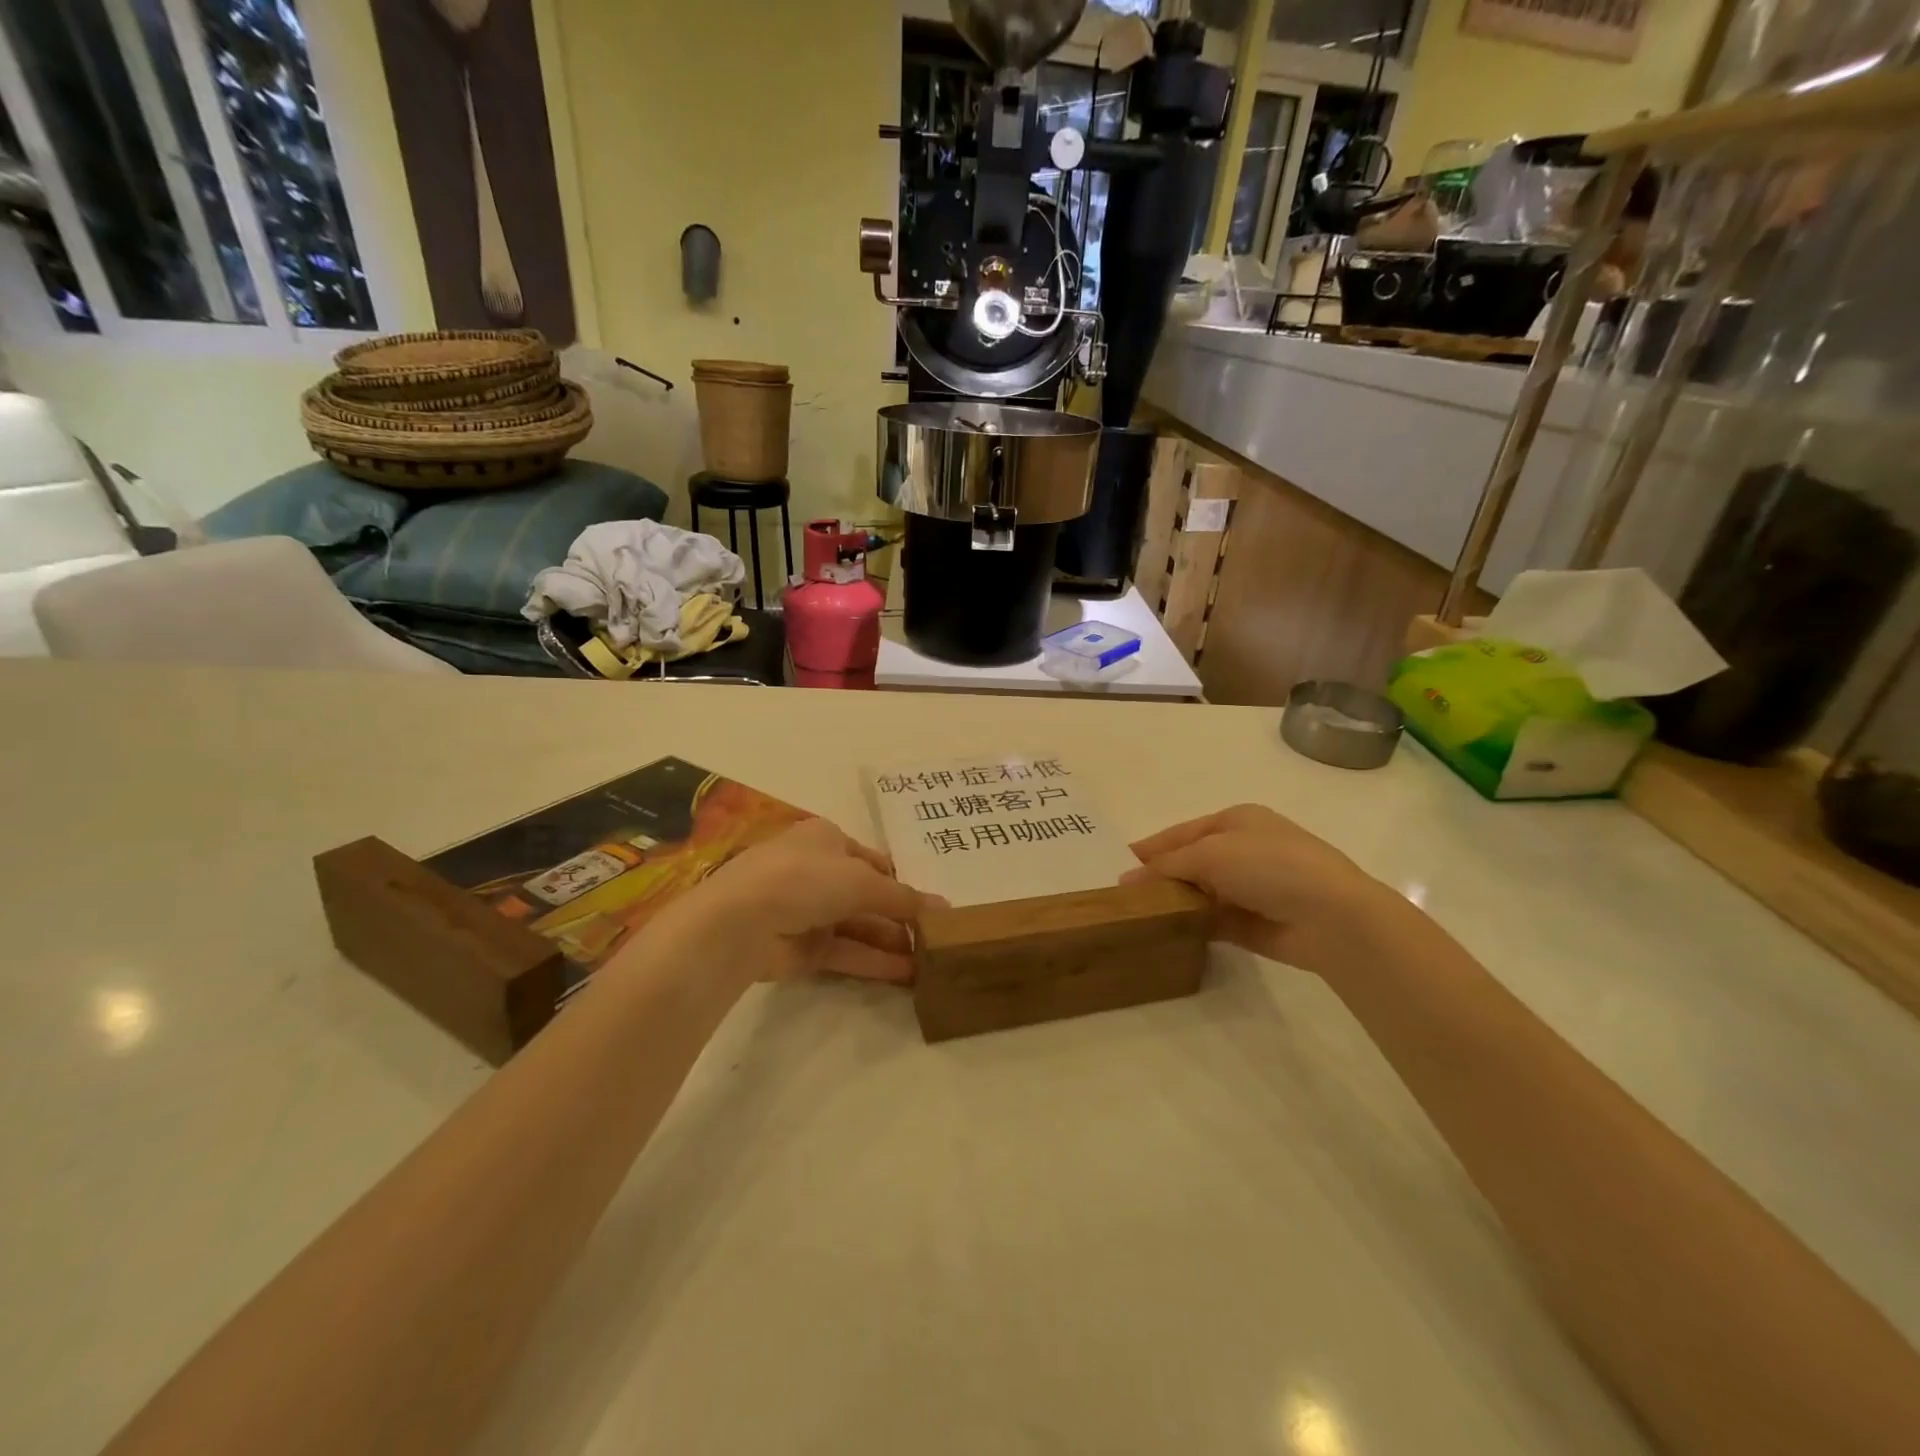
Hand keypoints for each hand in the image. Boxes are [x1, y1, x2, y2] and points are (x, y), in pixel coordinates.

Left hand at [645, 818, 946, 986]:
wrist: (740, 921)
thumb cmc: (805, 879)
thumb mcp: (862, 881)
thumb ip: (904, 898)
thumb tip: (945, 910)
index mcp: (827, 839)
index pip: (873, 861)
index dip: (902, 882)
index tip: (931, 907)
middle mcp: (816, 871)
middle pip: (867, 896)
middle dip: (900, 917)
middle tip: (936, 940)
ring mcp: (806, 911)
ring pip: (857, 926)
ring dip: (891, 942)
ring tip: (929, 962)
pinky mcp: (800, 948)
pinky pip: (845, 951)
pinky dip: (873, 961)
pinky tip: (906, 974)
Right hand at [1124, 804, 1407, 976]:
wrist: (1332, 916)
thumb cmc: (1269, 865)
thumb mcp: (1211, 853)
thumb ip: (1167, 866)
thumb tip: (1127, 880)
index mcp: (1236, 821)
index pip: (1181, 833)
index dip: (1150, 848)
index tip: (1117, 864)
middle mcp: (1243, 850)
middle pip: (1190, 863)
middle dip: (1159, 877)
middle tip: (1121, 895)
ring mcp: (1251, 888)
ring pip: (1200, 893)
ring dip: (1175, 902)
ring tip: (1135, 916)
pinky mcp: (1255, 923)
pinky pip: (1213, 921)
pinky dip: (1192, 925)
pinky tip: (1165, 933)